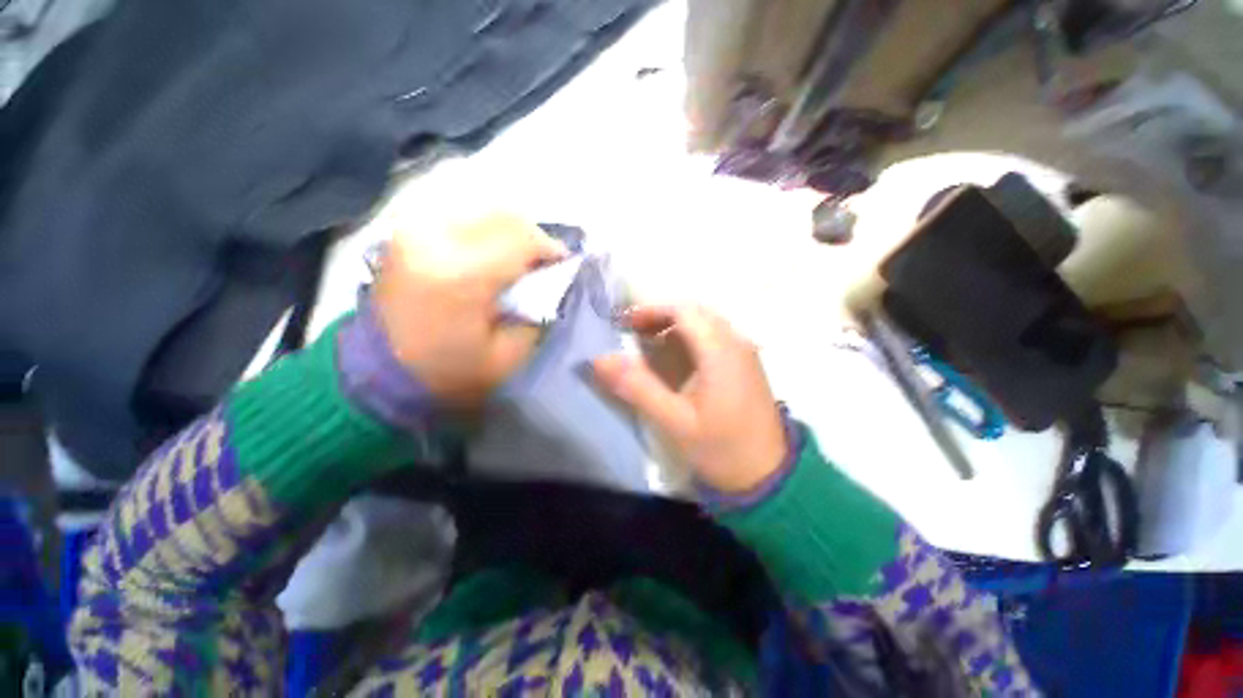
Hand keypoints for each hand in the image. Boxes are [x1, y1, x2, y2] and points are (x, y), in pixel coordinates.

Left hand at [373, 213, 567, 405]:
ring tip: (521, 258)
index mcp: (461, 275)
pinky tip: (492, 252)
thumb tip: (552, 283)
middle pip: (503, 217)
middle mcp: (435, 240)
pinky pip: (460, 217)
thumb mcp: (509, 354)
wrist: (380, 372)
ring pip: (483, 211)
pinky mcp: (405, 233)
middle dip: (534, 237)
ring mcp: (414, 231)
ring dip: (511, 231)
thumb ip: (537, 311)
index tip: (564, 263)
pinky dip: (486, 230)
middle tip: (545, 262)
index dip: (551, 248)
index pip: (522, 239)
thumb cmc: (451, 373)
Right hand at [593, 305, 787, 493]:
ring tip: (648, 345)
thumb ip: (637, 387)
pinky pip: (714, 338)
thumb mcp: (674, 421)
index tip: (624, 324)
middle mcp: (736, 342)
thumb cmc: (722, 448)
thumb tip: (600, 359)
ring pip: (705, 324)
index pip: (684, 310)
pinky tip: (675, 361)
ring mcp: (744, 352)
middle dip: (660, 317)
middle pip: (694, 313)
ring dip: (674, 327)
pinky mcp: (745, 365)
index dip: (651, 310)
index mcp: (720, 350)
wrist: (769, 475)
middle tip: (632, 334)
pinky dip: (689, 339)